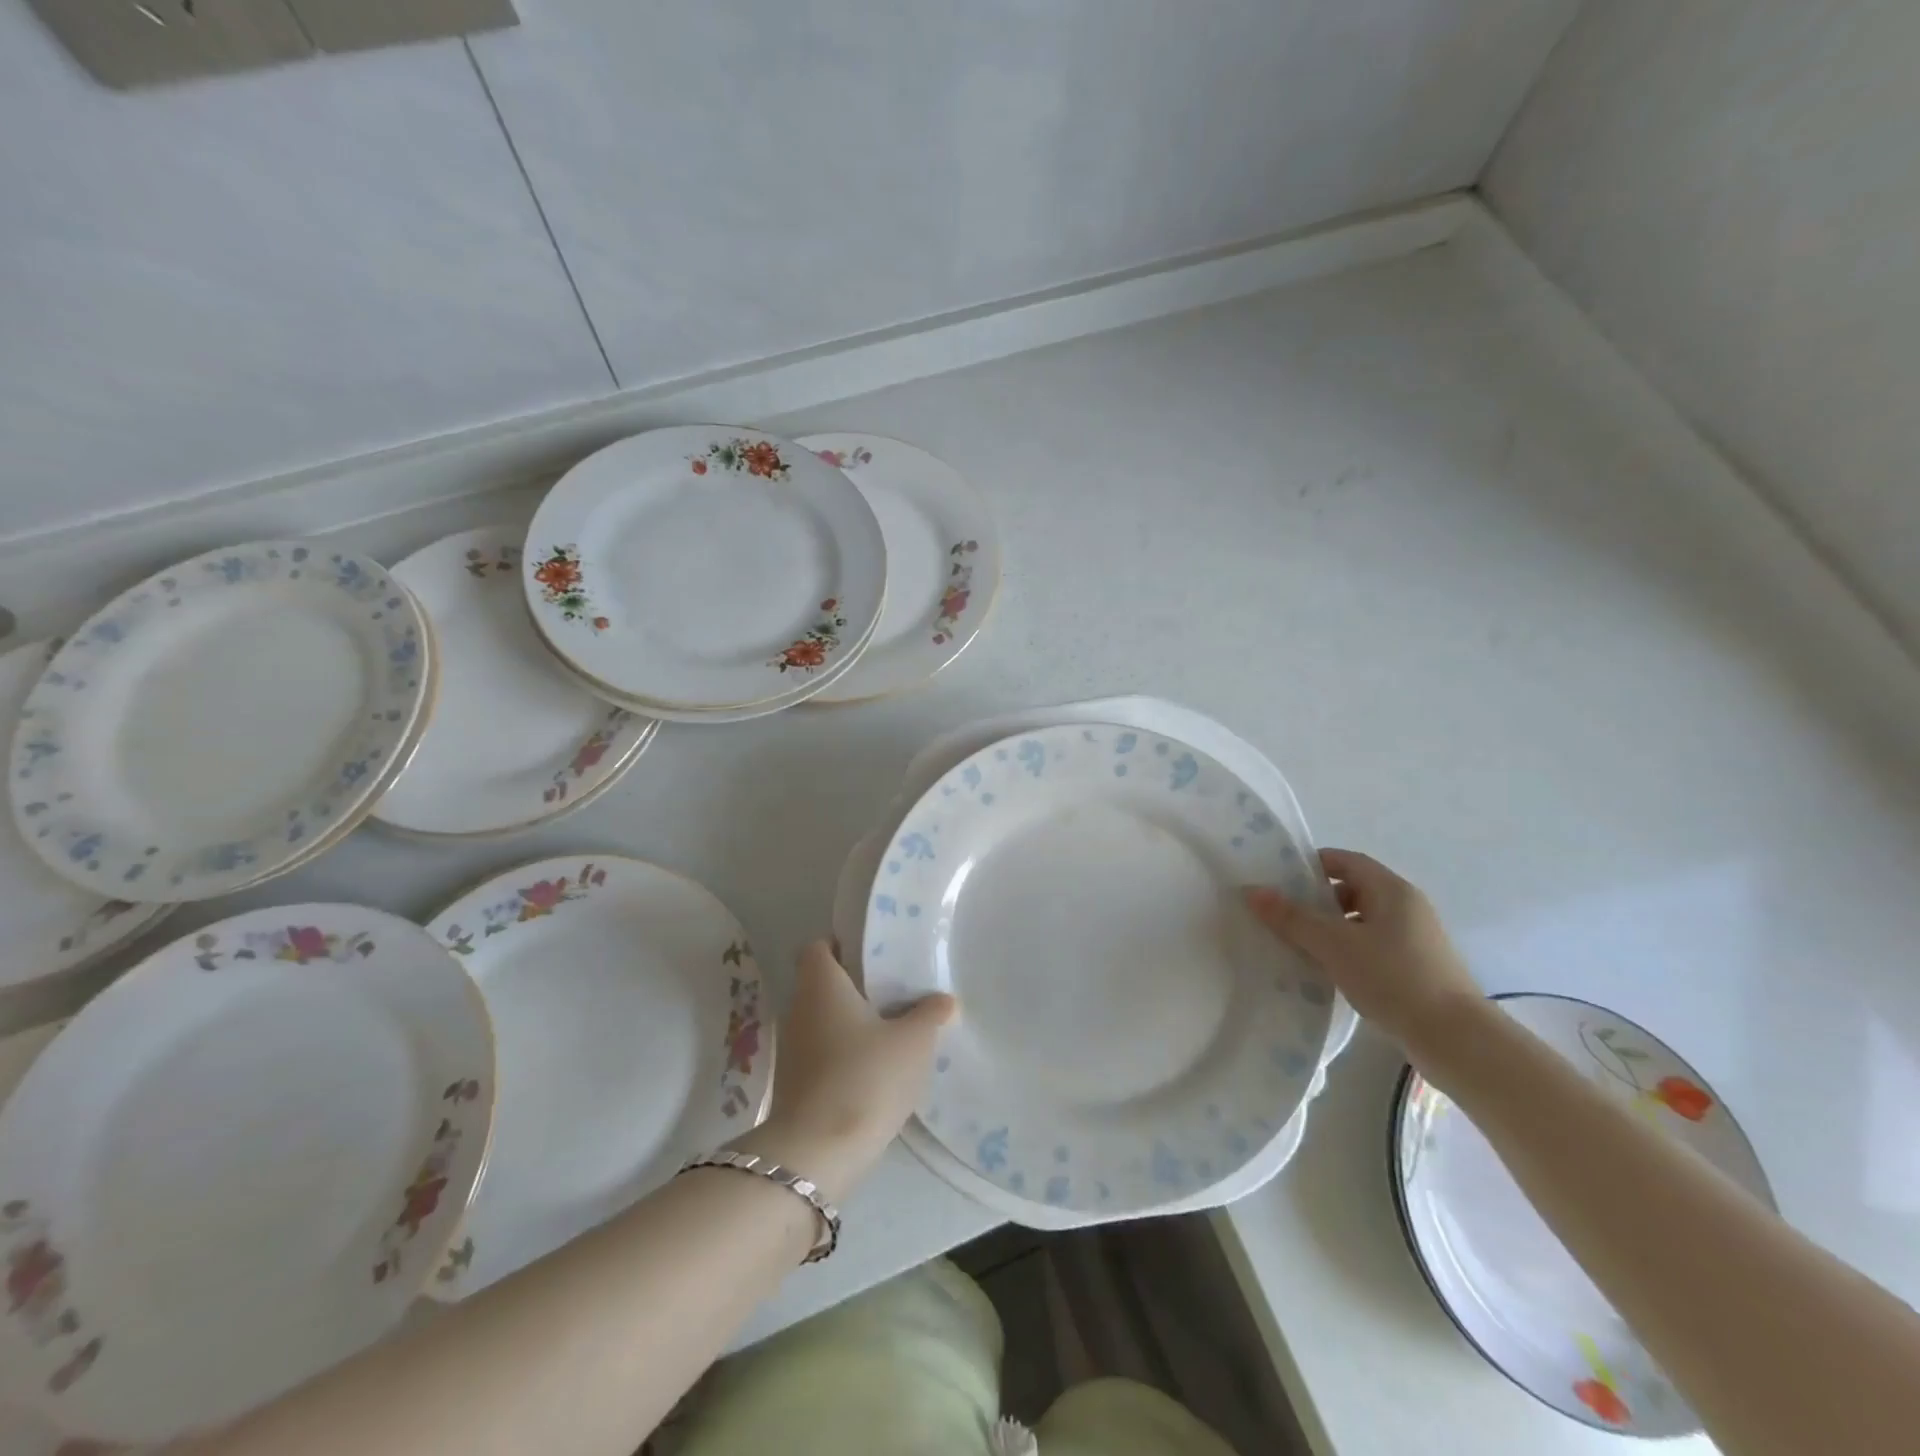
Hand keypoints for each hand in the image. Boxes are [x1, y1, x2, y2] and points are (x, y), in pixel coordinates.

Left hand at [735, 940, 955, 1204]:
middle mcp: (798, 1008)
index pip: (818, 948)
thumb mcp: (913, 1042)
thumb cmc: (866, 1076)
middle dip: (854, 988)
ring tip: (889, 1032)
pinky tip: (873, 1070)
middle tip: (893, 993)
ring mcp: (791, 1048)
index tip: (872, 956)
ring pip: (822, 1021)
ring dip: (849, 1025)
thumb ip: (929, 1015)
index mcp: (821, 984)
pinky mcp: (793, 1084)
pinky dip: (842, 1056)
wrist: (816, 1153)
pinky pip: (820, 1054)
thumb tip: (943, 999)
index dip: (841, 946)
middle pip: (822, 985)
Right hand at [1244, 849, 1483, 1060]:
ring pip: (1360, 921)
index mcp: (1391, 890)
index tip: (1278, 879)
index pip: (1345, 861)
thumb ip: (1292, 917)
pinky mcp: (1416, 968)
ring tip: (1296, 945)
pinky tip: (1326, 971)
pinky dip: (1346, 951)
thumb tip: (1253, 891)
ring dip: (1329, 928)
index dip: (1311, 865)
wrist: (1456, 1040)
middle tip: (1281, 914)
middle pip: (1352, 889)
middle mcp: (1406, 907)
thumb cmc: (1393, 978)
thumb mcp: (1334, 944)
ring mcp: (1414, 939)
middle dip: (1315, 899)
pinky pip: (1371, 946)